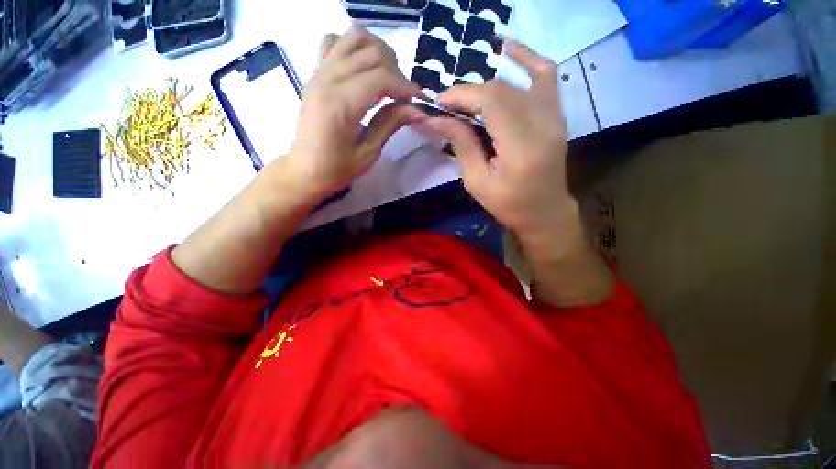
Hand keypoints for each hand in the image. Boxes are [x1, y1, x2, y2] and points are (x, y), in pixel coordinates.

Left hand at [284, 27, 424, 197]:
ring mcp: (319, 71)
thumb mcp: (369, 152)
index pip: (382, 79)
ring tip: (388, 77)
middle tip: (405, 97)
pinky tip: (363, 67)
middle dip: (397, 73)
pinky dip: (354, 47)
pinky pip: (335, 41)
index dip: (407, 87)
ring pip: (355, 37)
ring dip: (379, 52)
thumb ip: (391, 124)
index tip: (421, 101)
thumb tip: (417, 109)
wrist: (305, 169)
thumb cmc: (337, 168)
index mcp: (341, 104)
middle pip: (372, 54)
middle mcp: (328, 79)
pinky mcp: (316, 72)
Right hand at [416, 39, 571, 245]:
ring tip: (466, 96)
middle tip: (447, 105)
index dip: (462, 96)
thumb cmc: (509, 205)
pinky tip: (508, 50)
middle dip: (468, 93)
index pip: (491, 103)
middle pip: (501, 91)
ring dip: (487, 84)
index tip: (439, 103)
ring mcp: (555, 116)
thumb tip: (437, 120)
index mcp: (521, 148)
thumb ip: (462, 145)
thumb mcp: (477, 182)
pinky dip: (527, 59)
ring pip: (517, 82)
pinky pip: (546, 75)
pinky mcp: (557, 115)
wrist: (545, 212)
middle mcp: (543, 125)